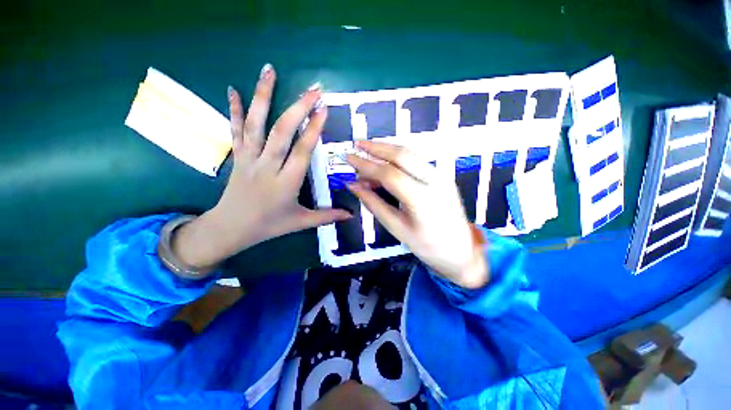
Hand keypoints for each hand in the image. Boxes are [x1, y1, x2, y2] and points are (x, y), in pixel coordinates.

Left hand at [171, 64, 350, 270]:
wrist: (230, 228)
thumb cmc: (268, 225)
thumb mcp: (300, 222)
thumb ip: (327, 216)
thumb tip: (351, 215)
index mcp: (286, 183)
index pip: (301, 151)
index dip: (313, 130)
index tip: (323, 109)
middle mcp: (267, 166)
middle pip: (282, 133)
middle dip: (297, 108)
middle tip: (312, 89)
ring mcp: (249, 159)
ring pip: (255, 125)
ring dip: (262, 96)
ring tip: (269, 70)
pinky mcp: (237, 156)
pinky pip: (235, 130)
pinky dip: (233, 109)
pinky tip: (232, 89)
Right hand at [346, 141, 488, 288]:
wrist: (461, 250)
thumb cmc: (427, 246)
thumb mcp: (396, 228)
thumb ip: (373, 204)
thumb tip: (354, 185)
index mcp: (422, 199)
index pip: (389, 174)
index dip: (366, 164)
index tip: (349, 158)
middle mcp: (434, 181)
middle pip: (402, 155)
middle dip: (376, 147)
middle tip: (357, 144)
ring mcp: (441, 176)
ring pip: (410, 154)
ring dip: (387, 149)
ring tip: (367, 150)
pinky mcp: (442, 175)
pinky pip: (416, 160)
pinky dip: (397, 157)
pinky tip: (385, 160)